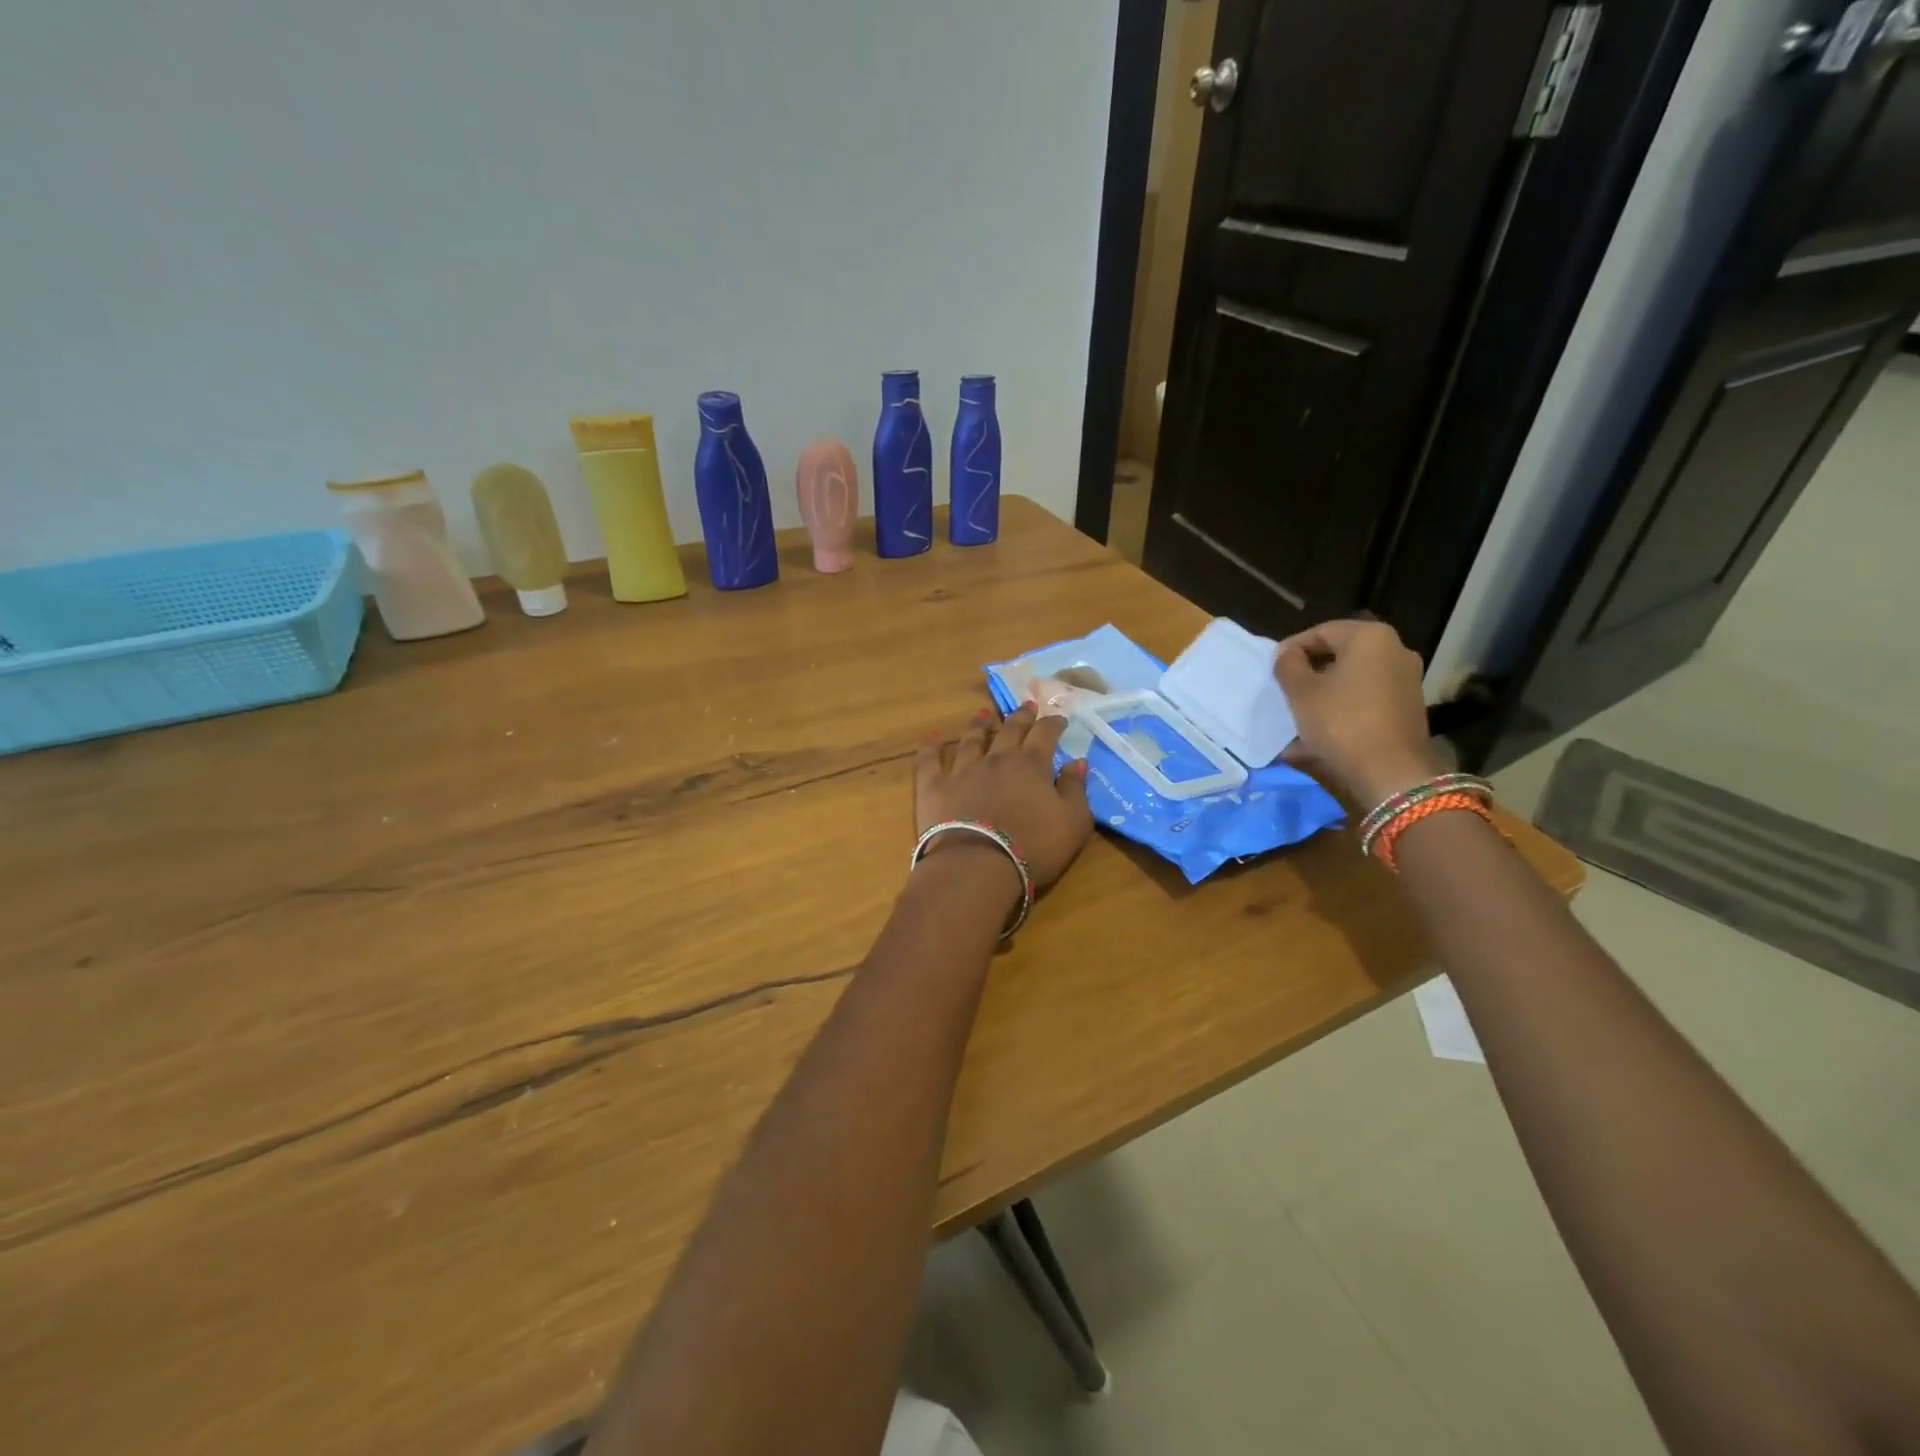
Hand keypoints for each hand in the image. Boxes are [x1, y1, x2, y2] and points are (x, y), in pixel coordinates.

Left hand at [915, 703, 1093, 890]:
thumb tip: (1077, 762)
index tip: (1059, 718)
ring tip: (983, 713)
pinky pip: (930, 761)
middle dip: (1021, 716)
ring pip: (971, 740)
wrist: (978, 866)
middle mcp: (996, 759)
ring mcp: (962, 770)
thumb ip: (1076, 789)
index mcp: (1031, 764)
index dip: (1053, 724)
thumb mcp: (1073, 822)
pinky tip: (931, 738)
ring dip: (978, 725)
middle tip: (1027, 705)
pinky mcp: (934, 787)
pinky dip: (930, 748)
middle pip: (1010, 730)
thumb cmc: (1034, 846)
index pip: (1045, 735)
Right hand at [1274, 619, 1443, 808]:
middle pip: (1341, 652)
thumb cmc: (1340, 722)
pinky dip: (1345, 702)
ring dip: (1326, 687)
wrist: (1391, 772)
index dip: (1292, 648)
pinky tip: (1325, 722)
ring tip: (1302, 707)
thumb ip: (1288, 665)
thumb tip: (1287, 654)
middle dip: (1311, 668)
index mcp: (1370, 637)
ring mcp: (1407, 678)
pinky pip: (1367, 694)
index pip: (1321, 631)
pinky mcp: (1409, 704)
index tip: (1273, 669)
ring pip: (1354, 675)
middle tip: (1286, 687)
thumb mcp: (1301, 692)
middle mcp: (1396, 649)